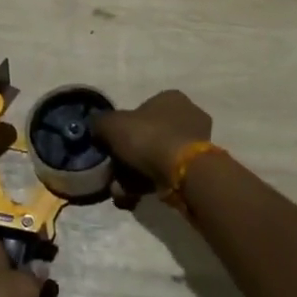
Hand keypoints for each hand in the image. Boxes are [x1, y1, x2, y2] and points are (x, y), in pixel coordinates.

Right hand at [94, 89, 212, 196]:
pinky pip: (168, 174)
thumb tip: (97, 127)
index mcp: (171, 98)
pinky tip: (134, 198)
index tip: (110, 148)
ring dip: (135, 176)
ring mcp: (197, 143)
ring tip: (121, 193)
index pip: (141, 110)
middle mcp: (188, 115)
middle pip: (148, 138)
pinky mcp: (200, 167)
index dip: (122, 130)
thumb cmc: (148, 138)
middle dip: (127, 159)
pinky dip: (150, 185)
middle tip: (113, 176)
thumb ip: (100, 123)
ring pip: (156, 158)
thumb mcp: (112, 125)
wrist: (183, 171)